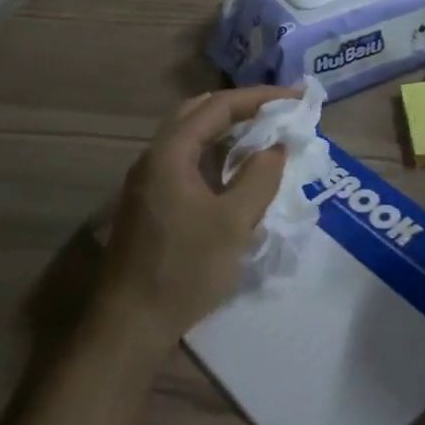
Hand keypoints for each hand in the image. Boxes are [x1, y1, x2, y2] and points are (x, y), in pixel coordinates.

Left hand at [92, 86, 295, 346]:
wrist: (129, 327)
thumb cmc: (183, 270)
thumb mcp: (234, 223)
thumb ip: (260, 177)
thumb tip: (275, 148)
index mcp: (170, 153)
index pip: (218, 106)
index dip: (259, 97)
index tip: (295, 98)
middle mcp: (153, 158)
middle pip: (199, 112)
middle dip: (241, 106)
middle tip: (278, 110)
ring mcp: (148, 181)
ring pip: (191, 136)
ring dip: (227, 129)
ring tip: (263, 133)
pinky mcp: (150, 203)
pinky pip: (186, 159)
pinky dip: (215, 152)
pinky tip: (236, 170)